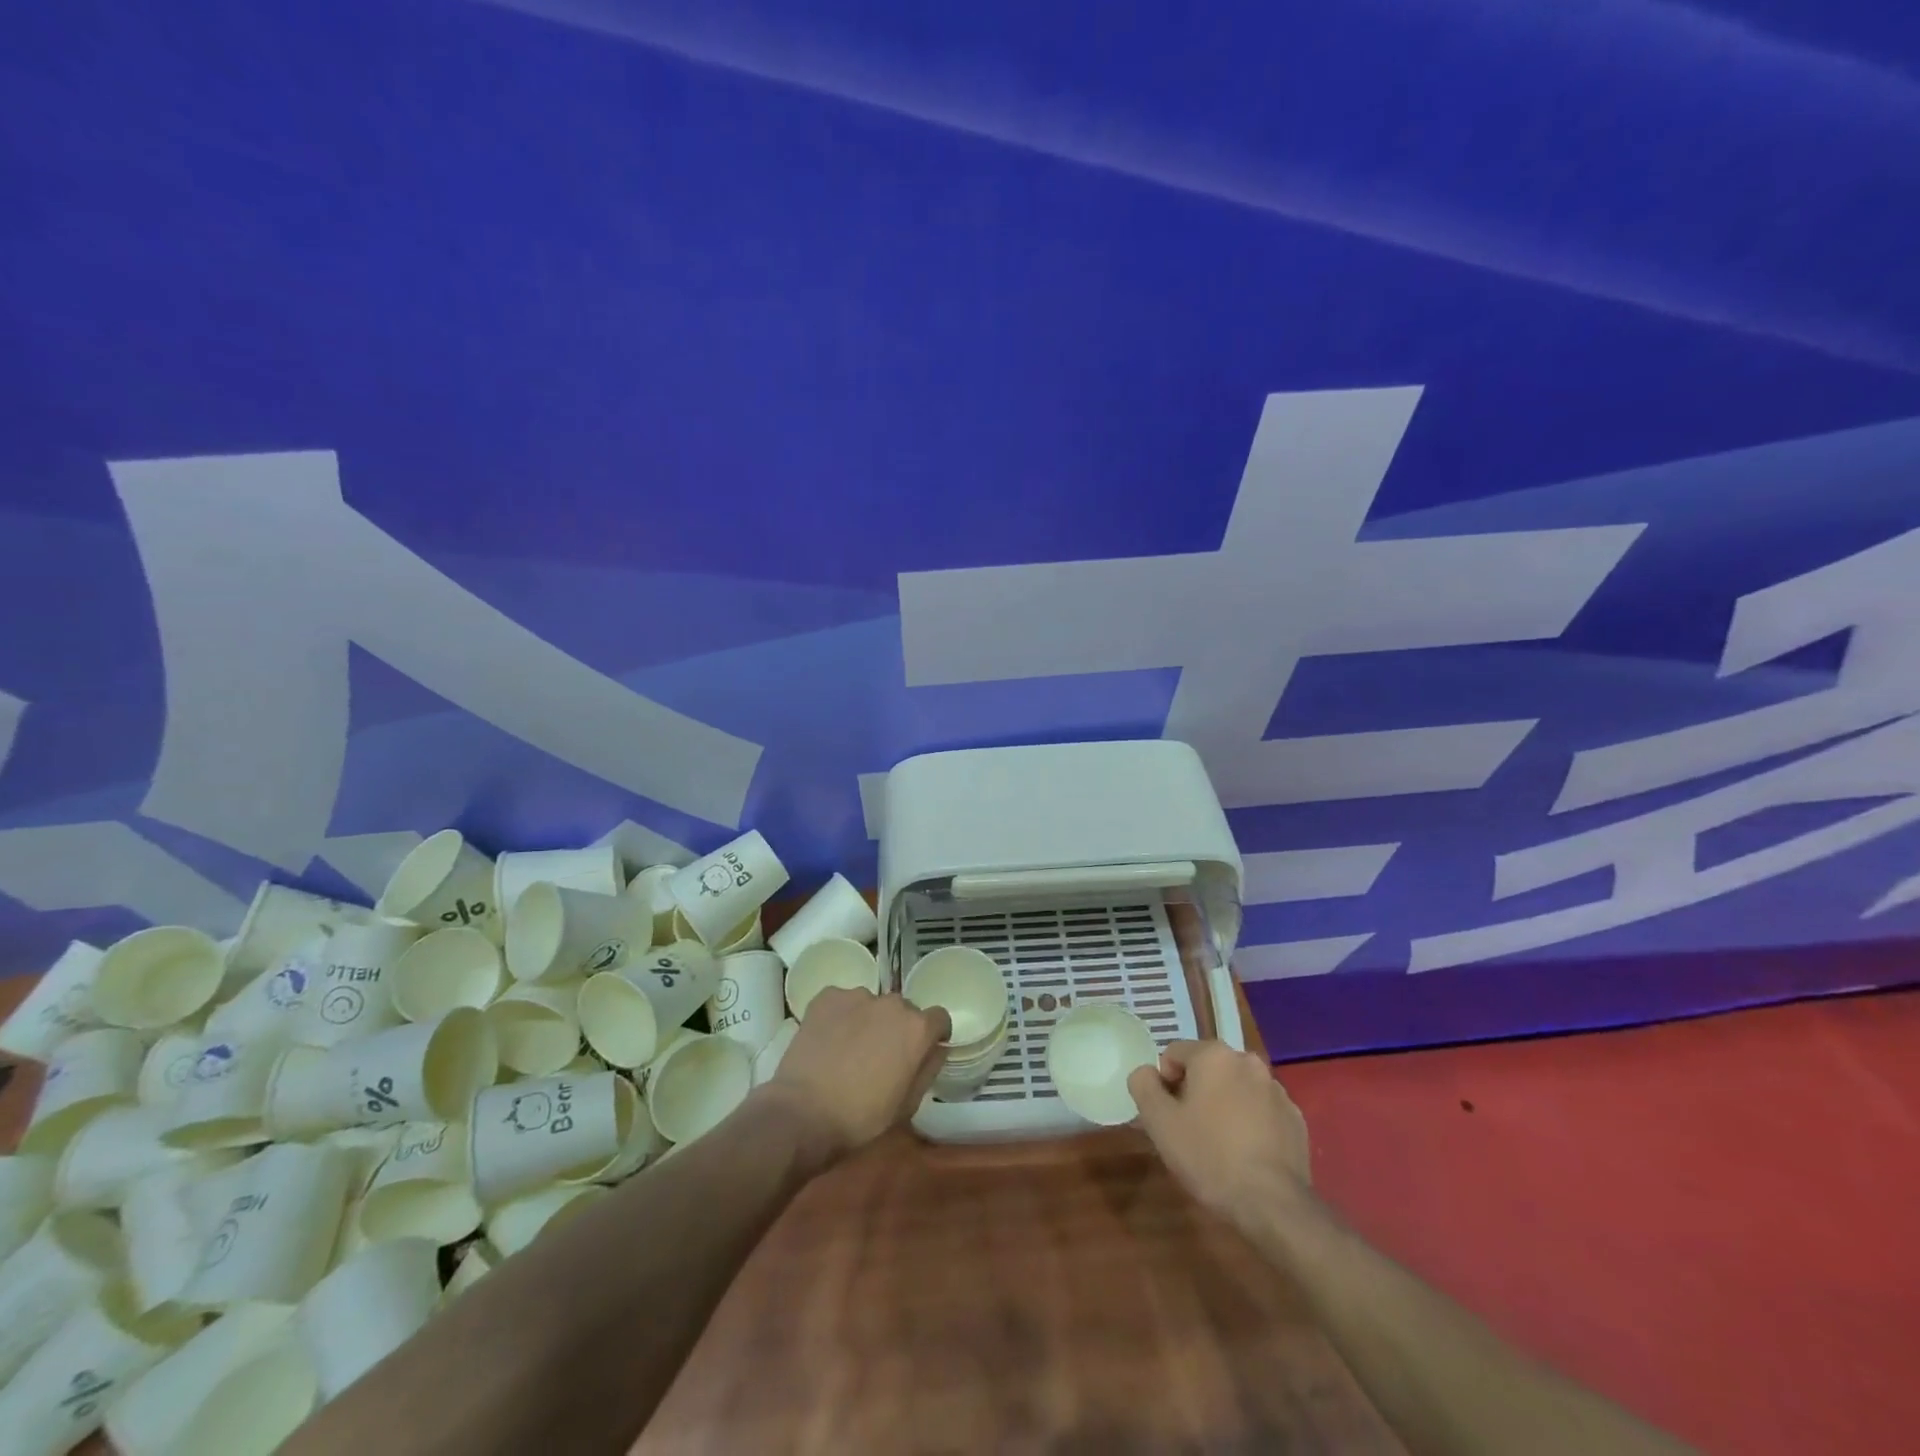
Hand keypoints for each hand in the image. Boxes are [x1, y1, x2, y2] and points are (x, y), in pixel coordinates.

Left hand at [767, 987, 949, 1160]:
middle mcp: (892, 1003)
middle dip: (897, 1028)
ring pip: (871, 1005)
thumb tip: (938, 1048)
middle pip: (903, 1010)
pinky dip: (840, 1016)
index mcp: (917, 1028)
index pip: (939, 1018)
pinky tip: (828, 1041)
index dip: (933, 1035)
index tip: (921, 1052)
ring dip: (868, 1021)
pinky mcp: (827, 996)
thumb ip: (928, 1069)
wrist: (802, 1113)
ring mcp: (857, 996)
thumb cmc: (861, 1118)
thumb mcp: (907, 1105)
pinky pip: (842, 1002)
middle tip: (880, 1056)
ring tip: (848, 1049)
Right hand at [1128, 1040, 1312, 1231]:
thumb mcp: (1159, 1122)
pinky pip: (1260, 1111)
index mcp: (1214, 1055)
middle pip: (1207, 1069)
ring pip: (1235, 1089)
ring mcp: (1277, 1090)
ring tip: (1218, 1145)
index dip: (1163, 1083)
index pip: (1174, 1053)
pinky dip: (1249, 1123)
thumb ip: (1143, 1085)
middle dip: (1194, 1092)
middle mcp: (1248, 1062)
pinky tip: (1245, 1154)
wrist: (1273, 1205)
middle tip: (1188, 1130)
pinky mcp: (1295, 1119)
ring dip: (1223, 1105)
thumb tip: (1146, 1072)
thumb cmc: (1209, 1156)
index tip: (1167, 1115)